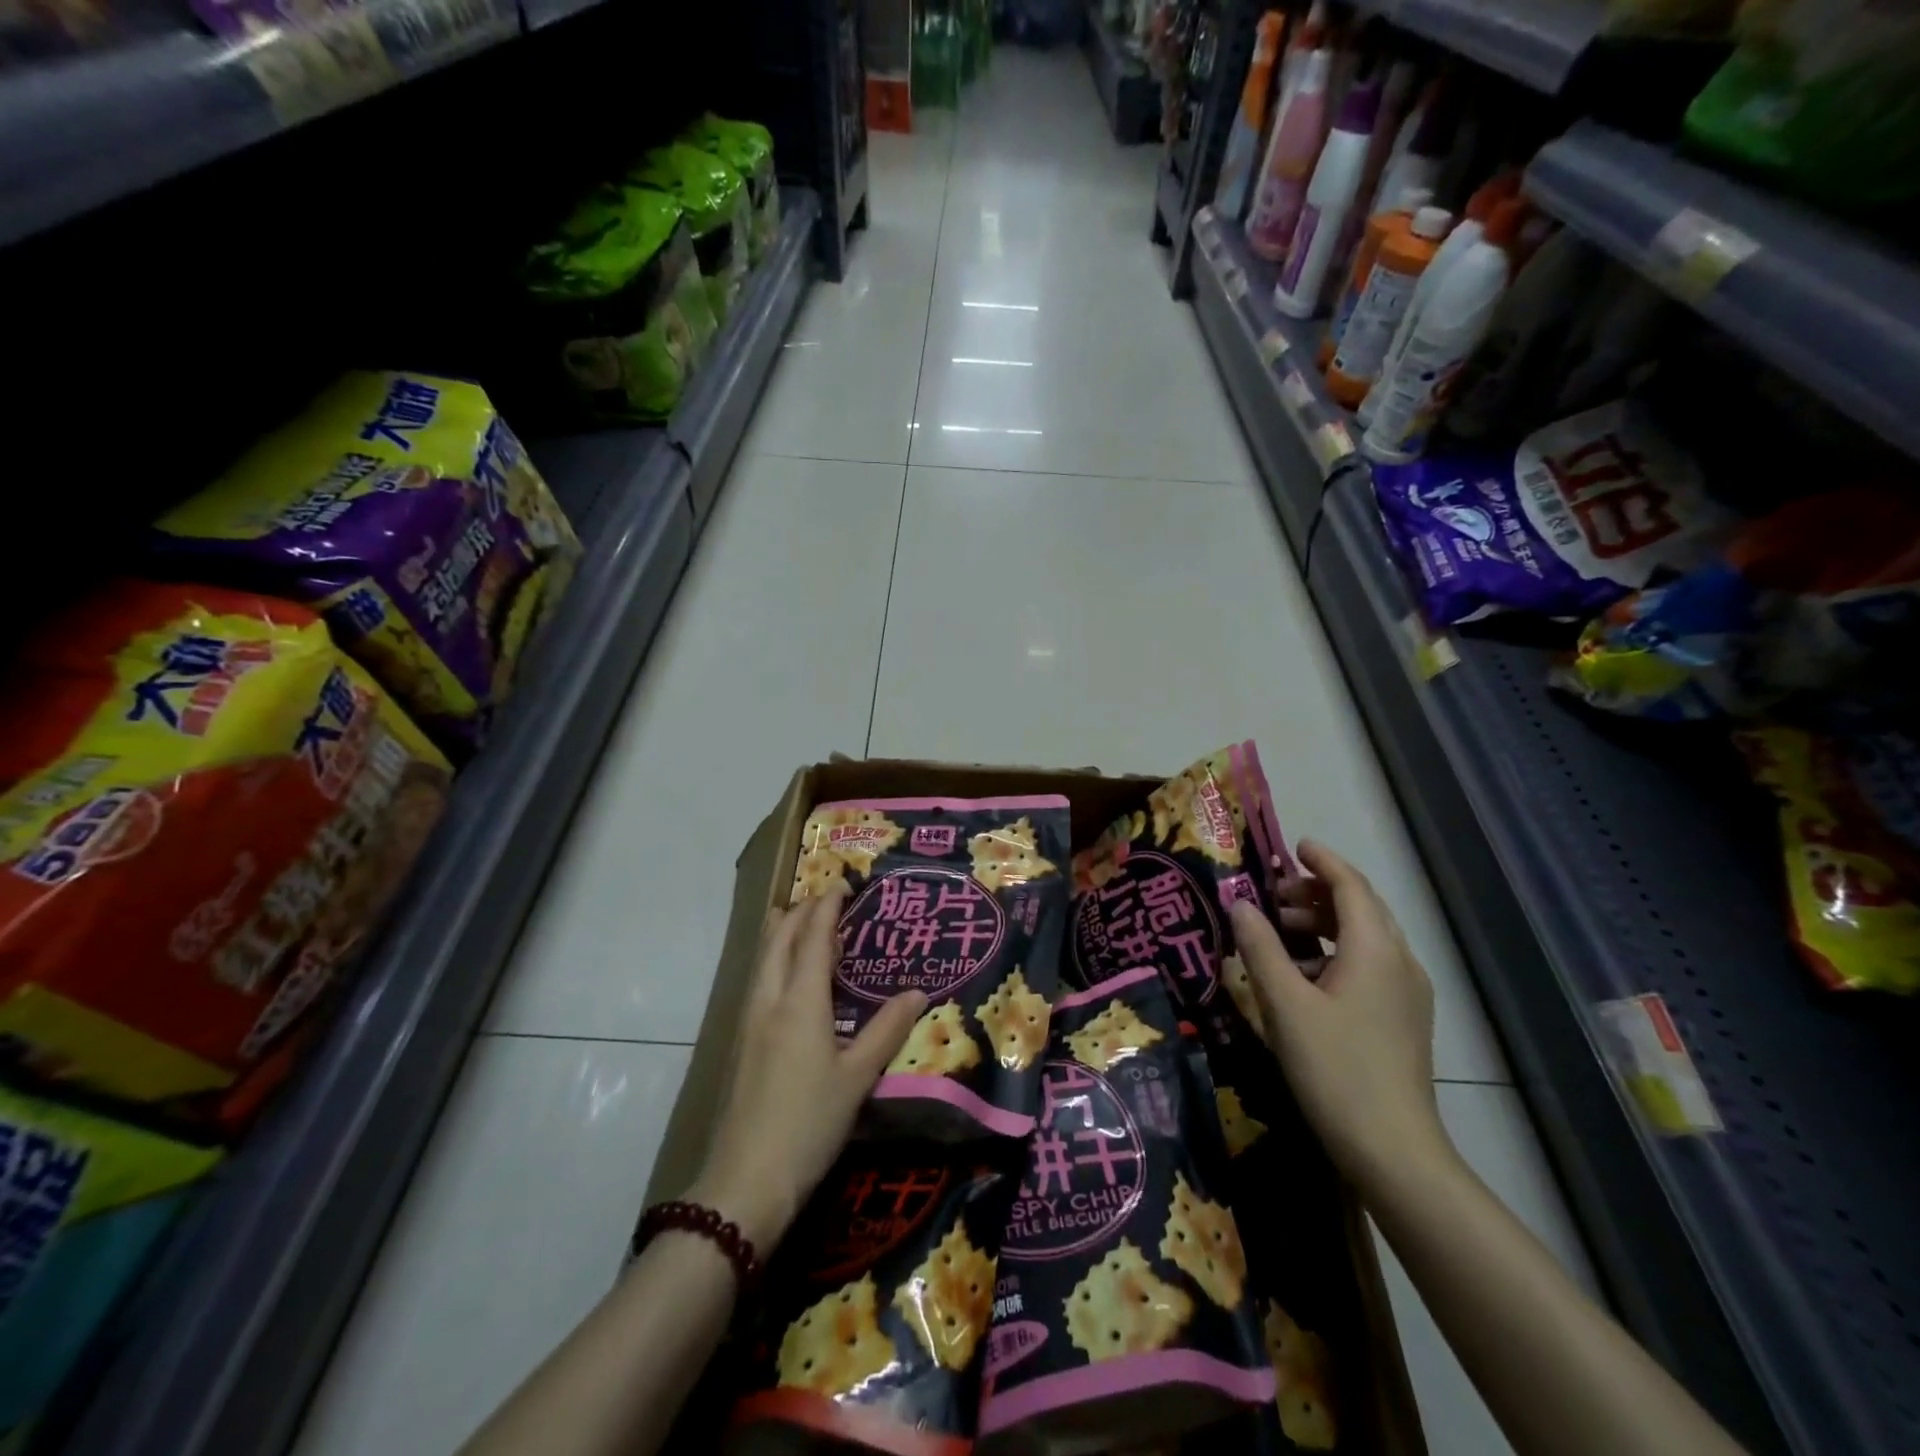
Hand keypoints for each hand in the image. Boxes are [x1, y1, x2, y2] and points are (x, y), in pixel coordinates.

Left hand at [691, 887, 926, 1250]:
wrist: (745, 1181)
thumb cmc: (808, 1124)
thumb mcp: (857, 1078)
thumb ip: (887, 1030)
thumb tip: (919, 992)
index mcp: (800, 1001)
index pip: (814, 937)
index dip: (828, 906)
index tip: (843, 884)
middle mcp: (769, 999)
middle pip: (780, 938)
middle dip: (801, 910)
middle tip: (826, 899)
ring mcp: (749, 1020)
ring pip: (763, 958)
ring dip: (782, 931)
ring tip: (801, 922)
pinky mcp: (740, 1042)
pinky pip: (758, 979)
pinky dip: (775, 958)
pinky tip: (786, 976)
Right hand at [1231, 840, 1448, 1192]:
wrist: (1393, 1151)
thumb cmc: (1335, 1068)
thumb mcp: (1285, 1004)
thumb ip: (1260, 947)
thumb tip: (1239, 903)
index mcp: (1376, 950)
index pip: (1351, 886)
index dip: (1323, 861)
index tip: (1294, 845)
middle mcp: (1400, 963)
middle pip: (1362, 908)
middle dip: (1319, 892)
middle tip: (1274, 893)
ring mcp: (1407, 994)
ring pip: (1366, 938)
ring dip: (1325, 923)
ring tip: (1282, 931)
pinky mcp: (1403, 1020)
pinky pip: (1370, 965)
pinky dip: (1336, 953)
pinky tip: (1304, 976)